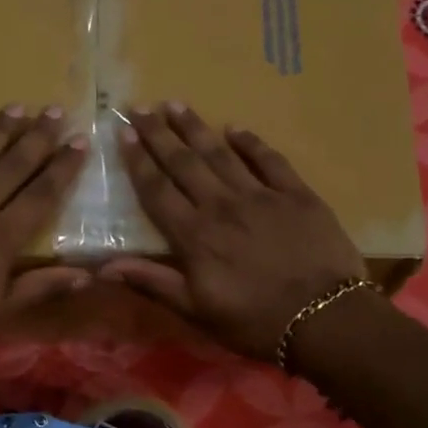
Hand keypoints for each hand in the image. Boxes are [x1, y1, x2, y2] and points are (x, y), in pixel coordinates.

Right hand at [101, 103, 368, 361]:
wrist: (324, 319)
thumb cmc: (254, 322)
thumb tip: (104, 266)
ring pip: (221, 154)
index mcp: (194, 236)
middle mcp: (222, 206)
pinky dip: (251, 142)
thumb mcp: (197, 311)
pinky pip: (269, 160)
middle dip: (159, 134)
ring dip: (196, 128)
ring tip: (176, 105)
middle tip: (140, 108)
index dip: (139, 162)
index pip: (158, 190)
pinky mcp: (297, 194)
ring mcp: (261, 196)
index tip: (123, 135)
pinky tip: (236, 129)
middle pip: (184, 163)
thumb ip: (153, 283)